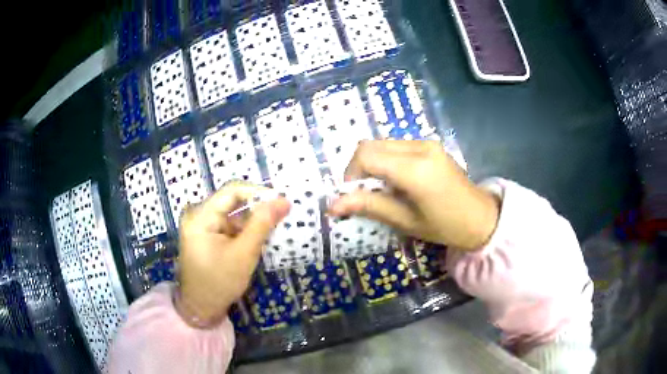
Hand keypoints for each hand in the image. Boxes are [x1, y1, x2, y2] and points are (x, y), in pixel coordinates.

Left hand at [176, 182, 289, 326]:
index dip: (258, 192)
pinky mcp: (206, 235)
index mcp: (201, 216)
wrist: (202, 308)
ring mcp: (201, 225)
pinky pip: (228, 225)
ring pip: (232, 214)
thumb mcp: (244, 253)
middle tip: (281, 216)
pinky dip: (243, 231)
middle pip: (231, 202)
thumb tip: (284, 200)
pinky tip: (257, 239)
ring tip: (272, 229)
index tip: (282, 201)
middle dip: (256, 208)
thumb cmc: (220, 282)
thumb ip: (262, 224)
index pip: (232, 191)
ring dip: (251, 221)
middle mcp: (198, 215)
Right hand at [328, 141, 499, 249]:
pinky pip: (396, 145)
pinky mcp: (430, 144)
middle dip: (358, 168)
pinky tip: (396, 180)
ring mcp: (426, 142)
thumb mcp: (405, 221)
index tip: (352, 195)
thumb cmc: (445, 226)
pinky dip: (386, 159)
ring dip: (372, 162)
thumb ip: (370, 206)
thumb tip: (333, 205)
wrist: (481, 218)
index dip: (350, 174)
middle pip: (371, 145)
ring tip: (381, 188)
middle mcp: (419, 147)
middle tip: (363, 193)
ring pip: (382, 143)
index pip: (366, 155)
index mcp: (415, 169)